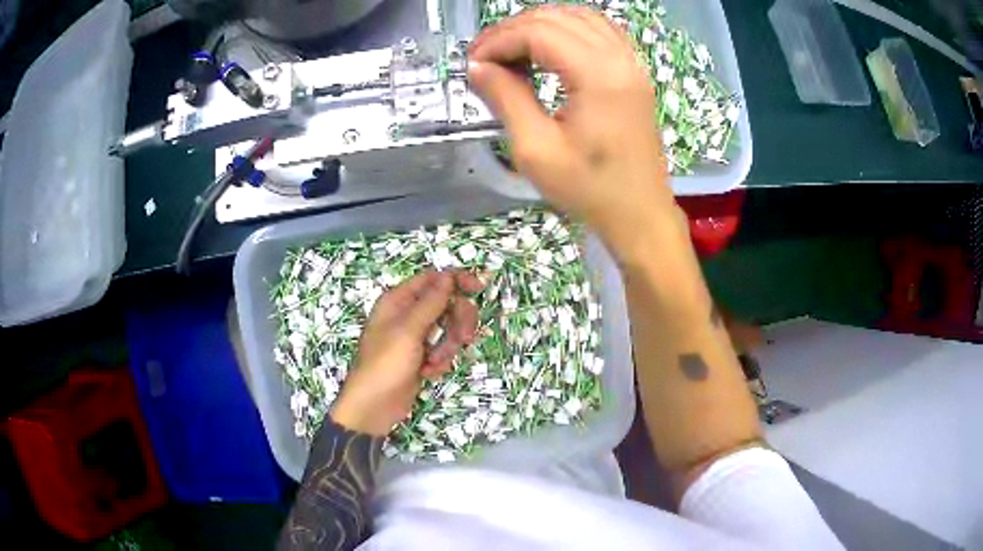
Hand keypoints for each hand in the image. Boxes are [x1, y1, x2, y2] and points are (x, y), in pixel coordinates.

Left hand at [330, 270, 483, 435]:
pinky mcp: (422, 356)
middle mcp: (407, 314)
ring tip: (434, 364)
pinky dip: (440, 361)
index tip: (479, 289)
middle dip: (457, 322)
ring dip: (447, 347)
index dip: (456, 281)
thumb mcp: (408, 331)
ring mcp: (415, 336)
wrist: (374, 406)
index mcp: (398, 300)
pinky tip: (428, 373)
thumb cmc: (385, 364)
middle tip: (463, 338)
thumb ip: (430, 303)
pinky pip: (443, 349)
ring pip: (448, 329)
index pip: (433, 279)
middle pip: (446, 304)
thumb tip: (448, 276)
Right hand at [468, 6, 679, 260]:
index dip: (498, 41)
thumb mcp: (536, 150)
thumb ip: (506, 98)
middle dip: (513, 30)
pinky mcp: (635, 72)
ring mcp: (632, 63)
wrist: (640, 214)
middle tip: (485, 57)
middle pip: (557, 18)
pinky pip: (599, 30)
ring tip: (512, 50)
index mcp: (598, 75)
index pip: (538, 33)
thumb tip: (478, 66)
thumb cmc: (589, 189)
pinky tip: (549, 48)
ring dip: (539, 26)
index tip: (473, 63)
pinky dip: (568, 29)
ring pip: (579, 17)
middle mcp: (620, 58)